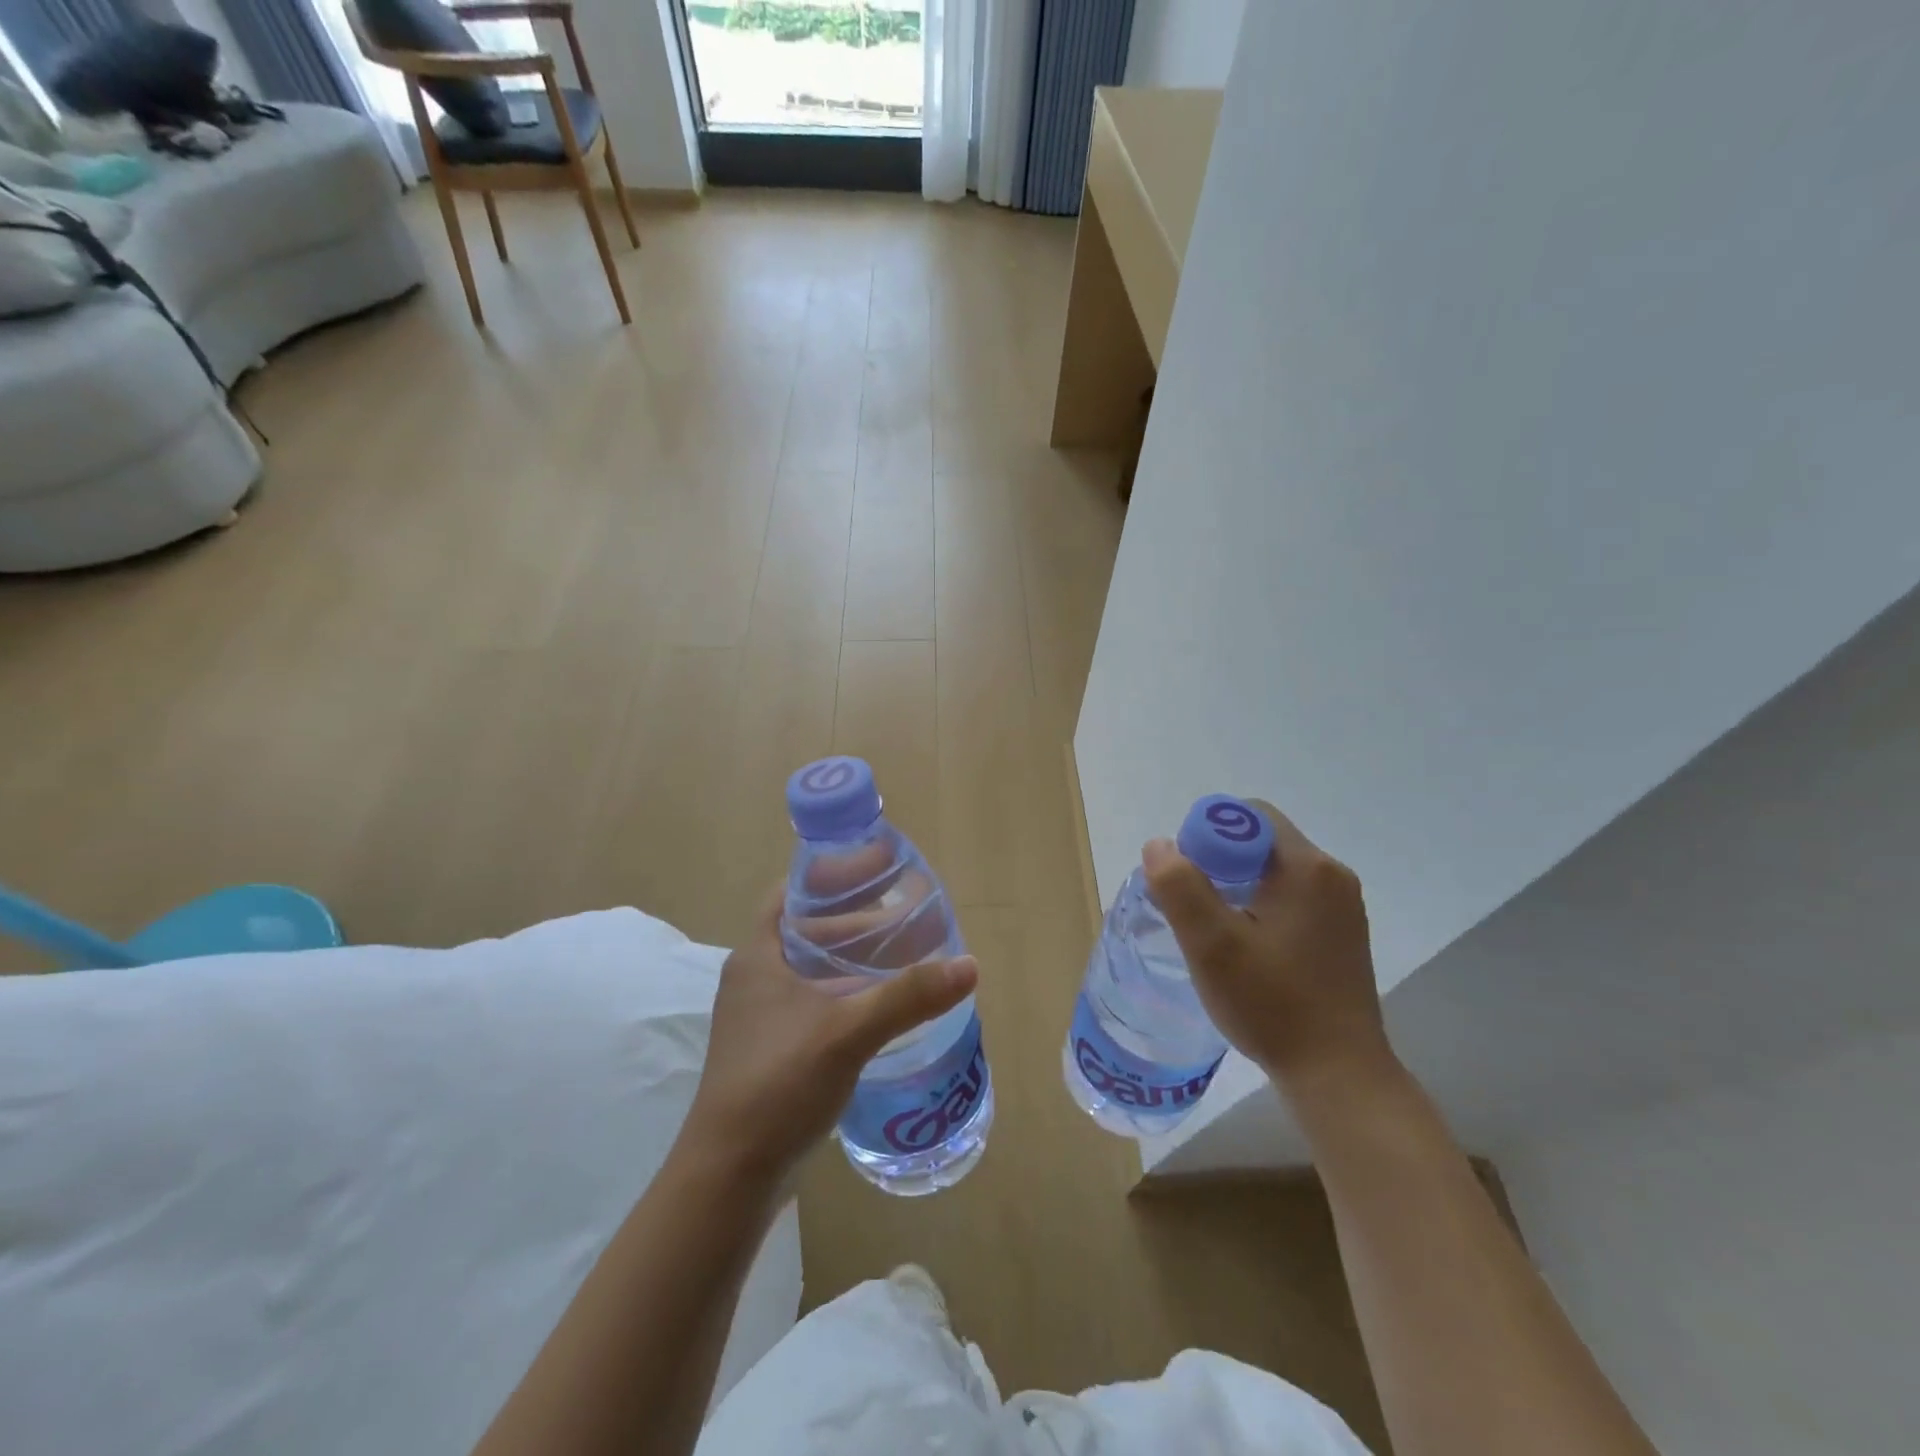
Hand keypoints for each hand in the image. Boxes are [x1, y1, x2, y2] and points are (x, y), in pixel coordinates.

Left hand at [684, 886, 976, 1180]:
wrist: (728, 1178)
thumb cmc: (777, 1085)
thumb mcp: (847, 1032)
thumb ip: (908, 997)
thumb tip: (969, 965)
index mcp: (759, 956)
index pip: (792, 892)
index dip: (831, 873)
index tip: (875, 864)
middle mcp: (756, 978)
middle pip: (808, 929)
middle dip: (854, 917)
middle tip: (904, 909)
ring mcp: (762, 1017)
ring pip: (814, 969)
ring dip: (854, 958)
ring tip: (904, 951)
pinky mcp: (774, 1050)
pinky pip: (816, 1002)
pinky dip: (848, 992)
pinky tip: (883, 1005)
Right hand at [1143, 800, 1392, 1098]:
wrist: (1339, 1076)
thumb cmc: (1272, 1005)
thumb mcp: (1212, 945)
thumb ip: (1180, 887)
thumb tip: (1159, 844)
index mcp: (1308, 867)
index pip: (1249, 815)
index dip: (1208, 835)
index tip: (1187, 879)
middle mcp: (1332, 876)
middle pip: (1260, 841)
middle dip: (1218, 862)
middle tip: (1192, 907)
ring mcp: (1342, 907)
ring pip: (1273, 871)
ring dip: (1236, 887)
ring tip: (1213, 930)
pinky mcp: (1341, 934)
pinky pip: (1290, 898)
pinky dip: (1259, 907)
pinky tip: (1244, 947)